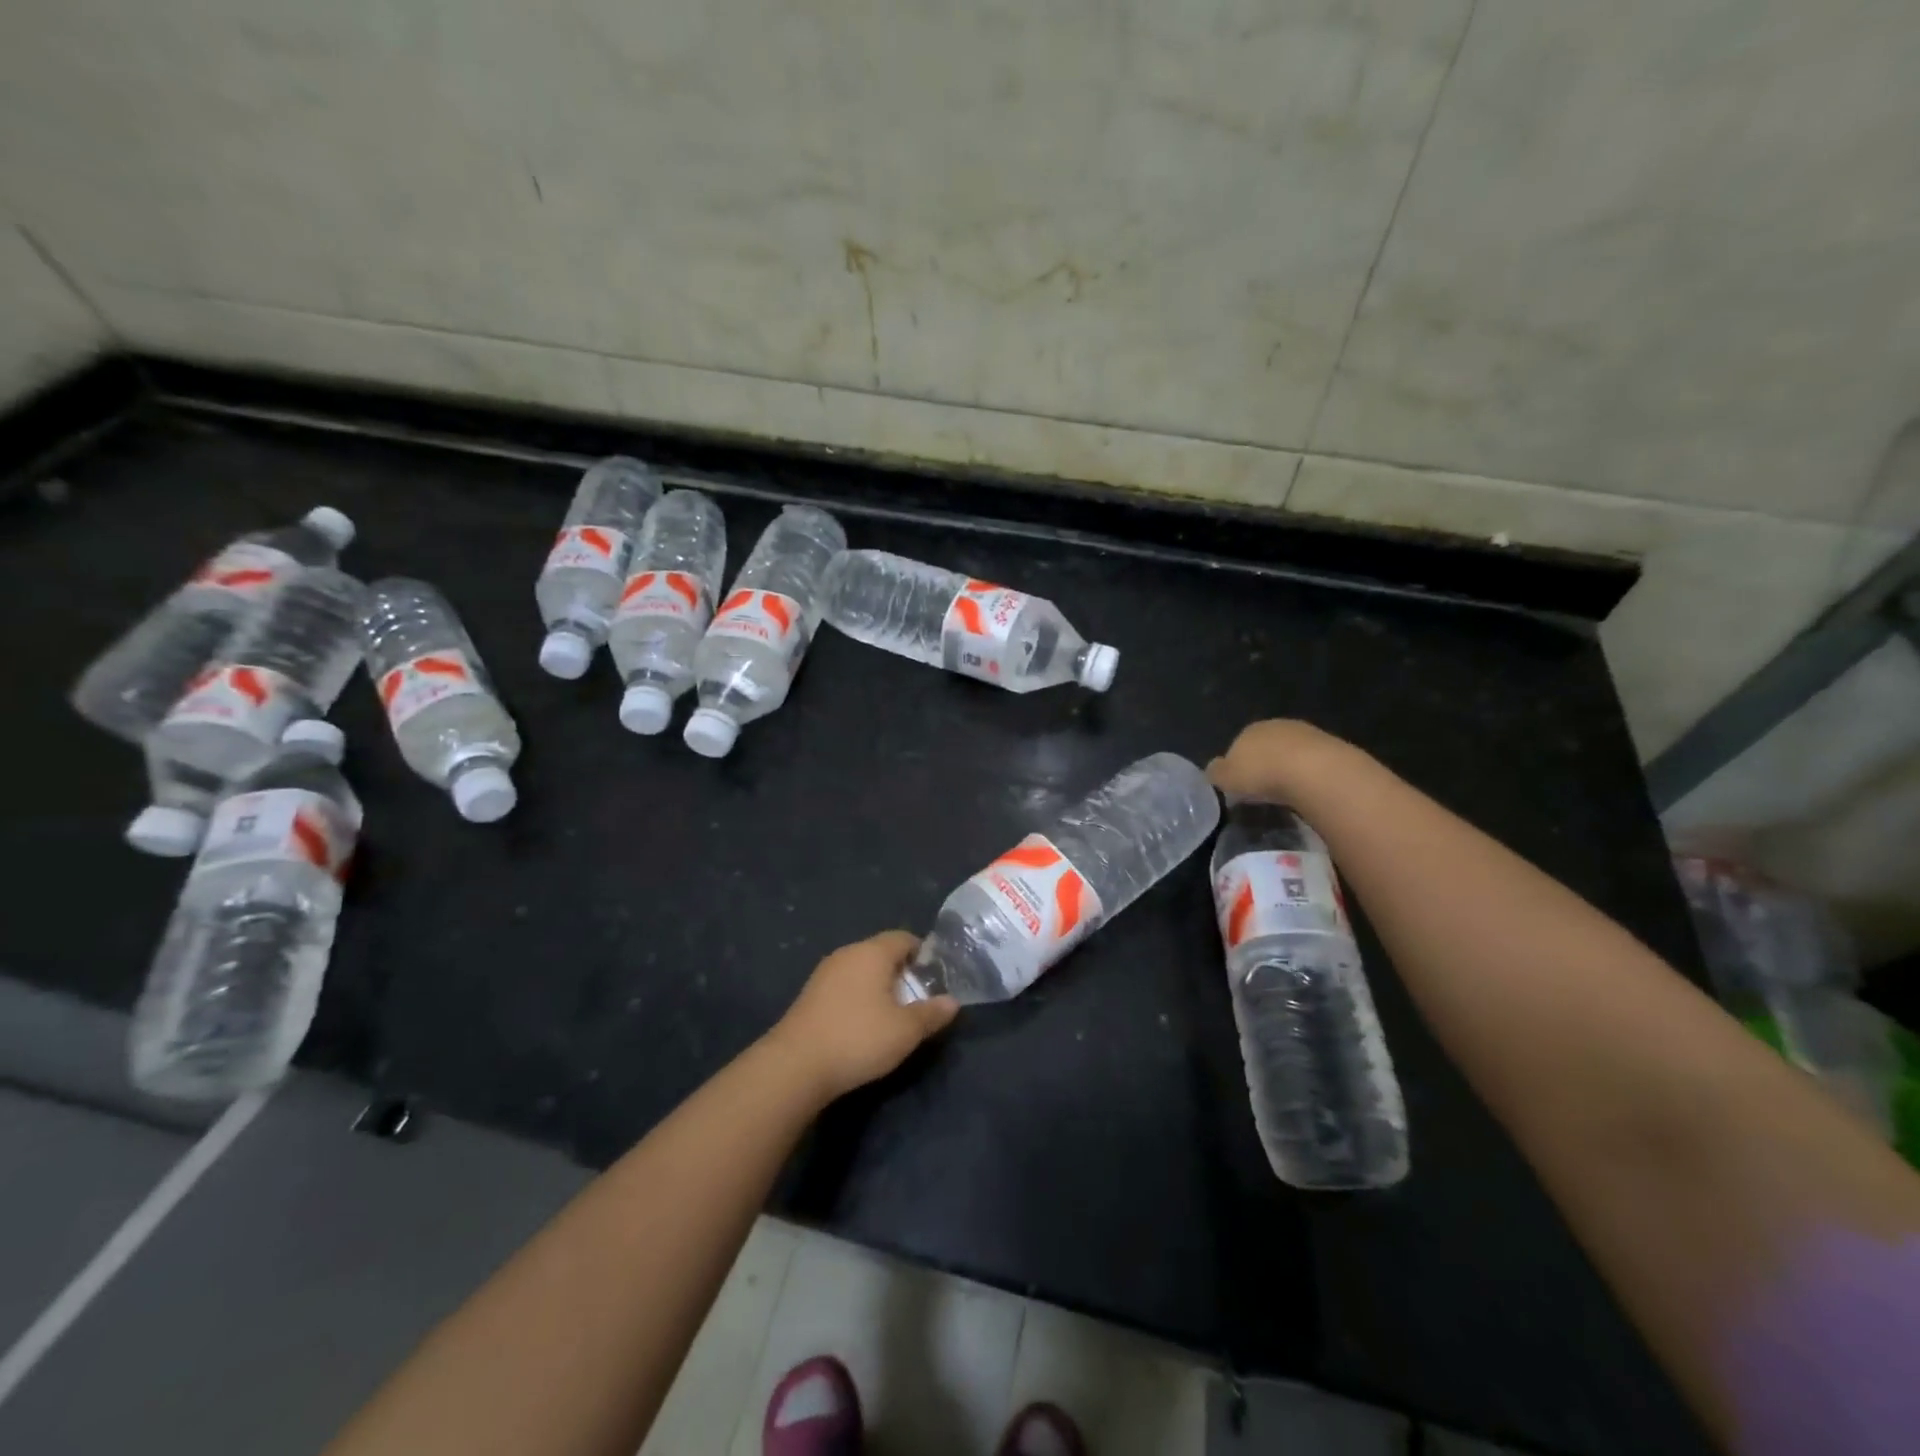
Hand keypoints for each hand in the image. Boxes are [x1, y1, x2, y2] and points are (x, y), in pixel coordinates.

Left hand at [767, 931, 959, 1101]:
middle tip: (918, 1001)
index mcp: (872, 952)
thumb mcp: (905, 1031)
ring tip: (892, 1016)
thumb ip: (932, 1013)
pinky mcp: (810, 995)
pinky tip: (862, 1025)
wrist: (795, 1065)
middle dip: (902, 972)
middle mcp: (848, 953)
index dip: (923, 954)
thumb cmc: (858, 1038)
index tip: (935, 979)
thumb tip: (953, 1001)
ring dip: (879, 987)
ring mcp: (825, 973)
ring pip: (862, 970)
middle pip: (882, 952)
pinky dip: (858, 998)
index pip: (904, 938)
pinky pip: (844, 985)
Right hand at [1207, 719, 1348, 802]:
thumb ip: (1216, 772)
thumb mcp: (1226, 778)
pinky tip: (1309, 792)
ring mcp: (1307, 733)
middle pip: (1267, 747)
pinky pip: (1314, 763)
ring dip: (1290, 770)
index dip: (1239, 767)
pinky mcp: (1333, 746)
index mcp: (1249, 730)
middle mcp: (1277, 725)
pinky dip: (1310, 775)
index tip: (1242, 788)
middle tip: (1264, 792)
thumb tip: (1213, 770)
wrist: (1315, 772)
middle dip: (1266, 766)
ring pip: (1292, 753)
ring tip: (1289, 795)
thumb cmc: (1262, 774)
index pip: (1238, 746)